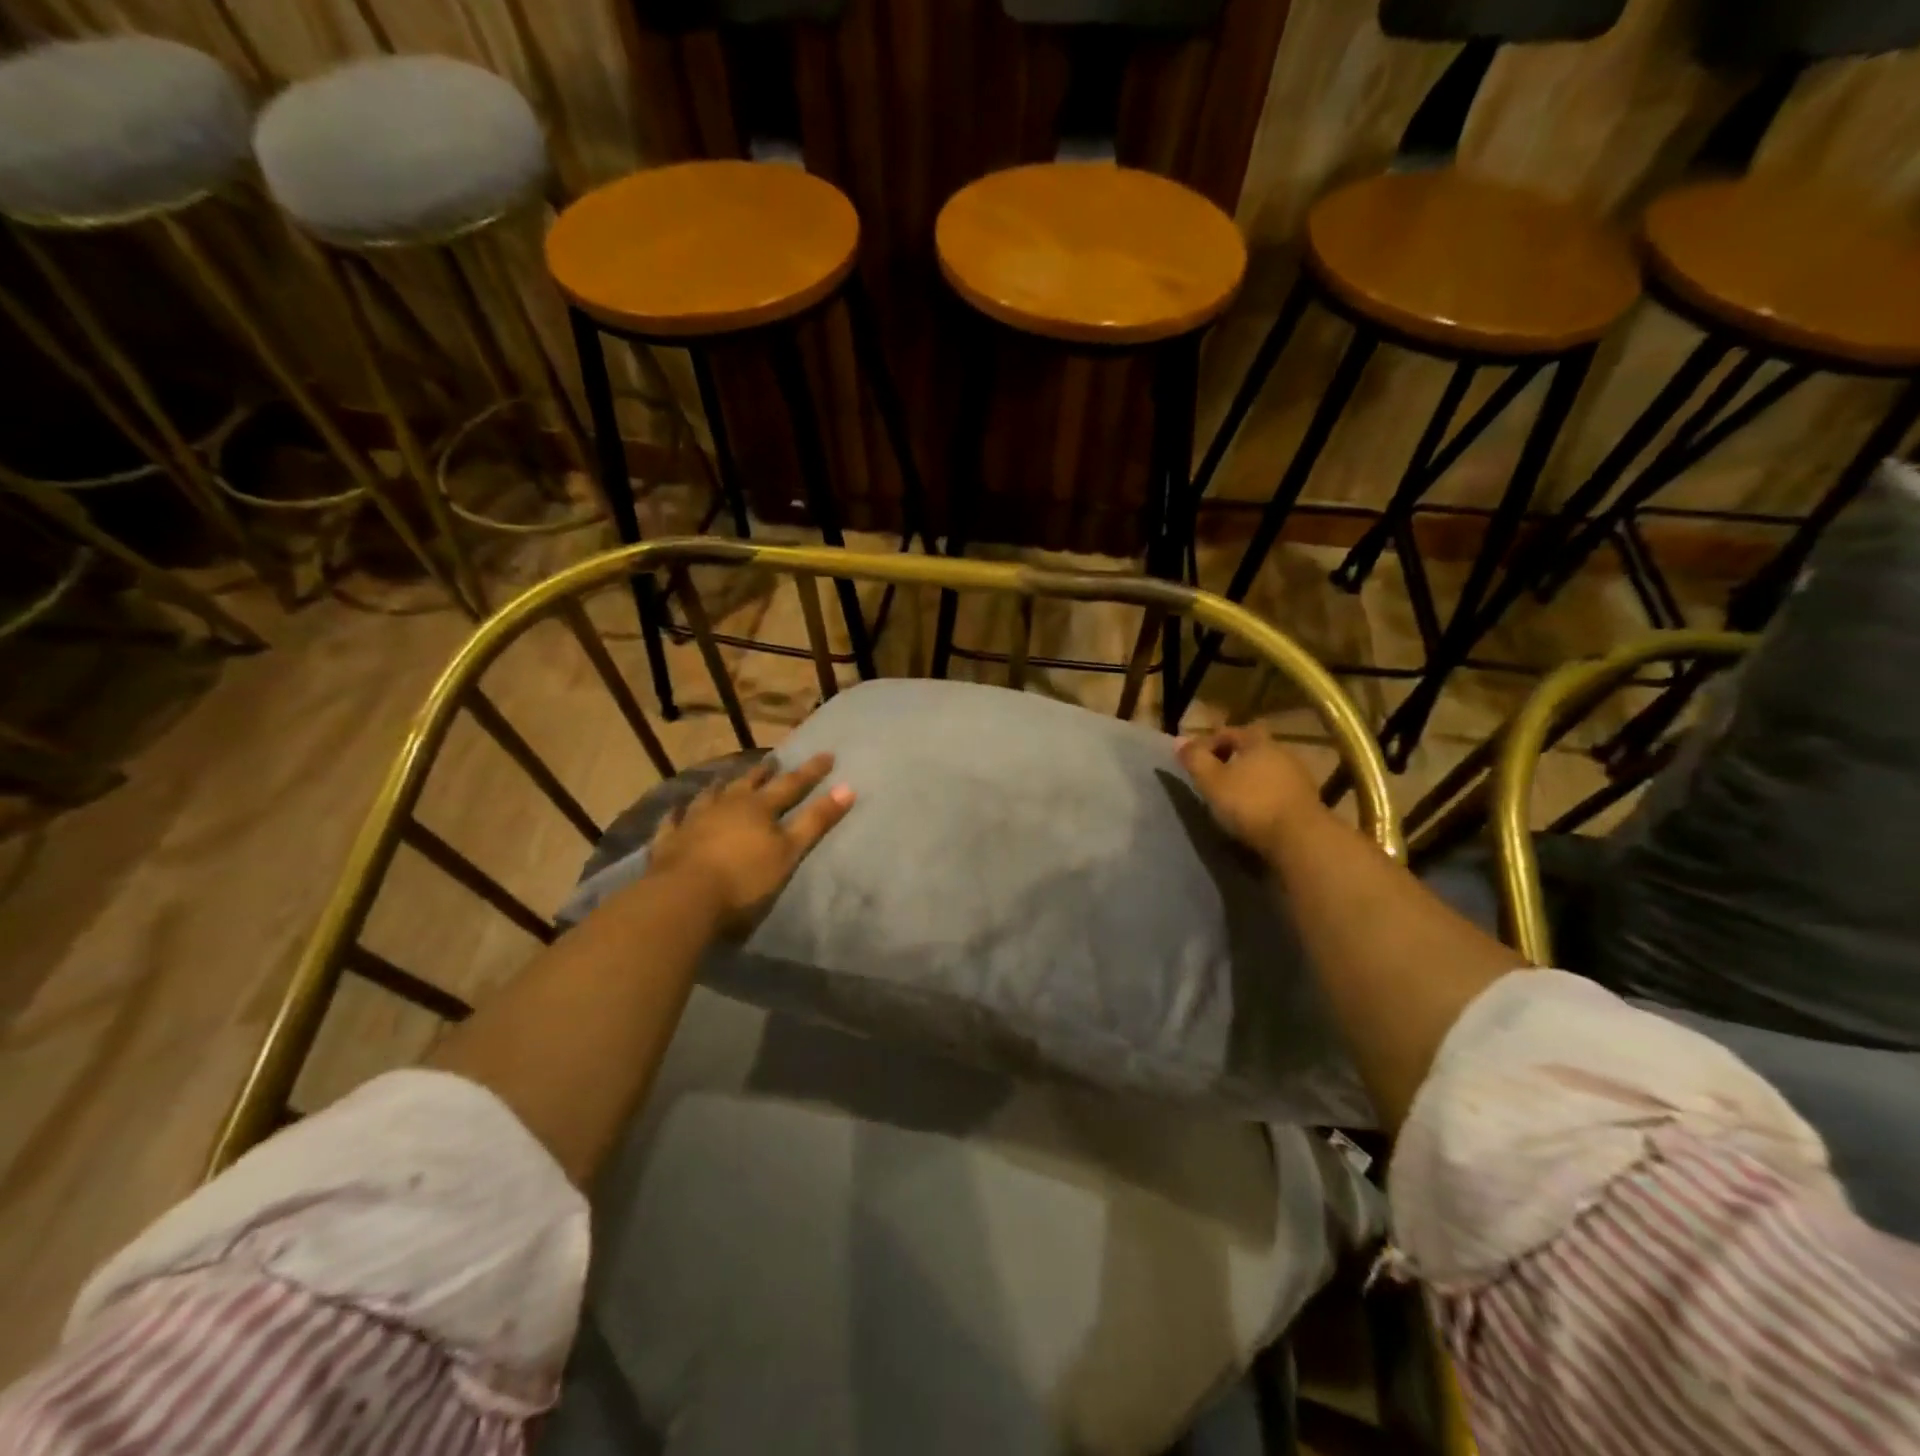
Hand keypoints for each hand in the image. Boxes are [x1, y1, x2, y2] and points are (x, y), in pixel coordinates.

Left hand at [647, 753, 854, 935]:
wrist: (684, 898)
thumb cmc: (744, 878)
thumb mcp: (789, 852)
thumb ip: (816, 821)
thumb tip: (849, 788)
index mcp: (759, 808)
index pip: (791, 785)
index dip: (811, 772)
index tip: (827, 755)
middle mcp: (726, 805)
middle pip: (748, 784)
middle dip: (763, 772)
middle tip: (772, 761)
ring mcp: (694, 820)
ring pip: (710, 795)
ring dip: (721, 786)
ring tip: (726, 778)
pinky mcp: (669, 840)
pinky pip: (674, 821)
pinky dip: (679, 814)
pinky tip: (677, 810)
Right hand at [1176, 727, 1324, 862]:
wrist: (1300, 839)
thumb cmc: (1251, 804)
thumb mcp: (1212, 781)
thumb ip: (1195, 759)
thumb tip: (1178, 740)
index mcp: (1258, 742)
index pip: (1230, 732)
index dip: (1209, 743)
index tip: (1194, 761)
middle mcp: (1282, 753)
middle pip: (1251, 749)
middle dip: (1231, 760)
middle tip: (1213, 778)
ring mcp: (1299, 777)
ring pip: (1266, 770)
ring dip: (1249, 779)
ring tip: (1232, 798)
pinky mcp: (1308, 801)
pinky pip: (1278, 790)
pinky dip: (1264, 796)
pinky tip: (1254, 812)